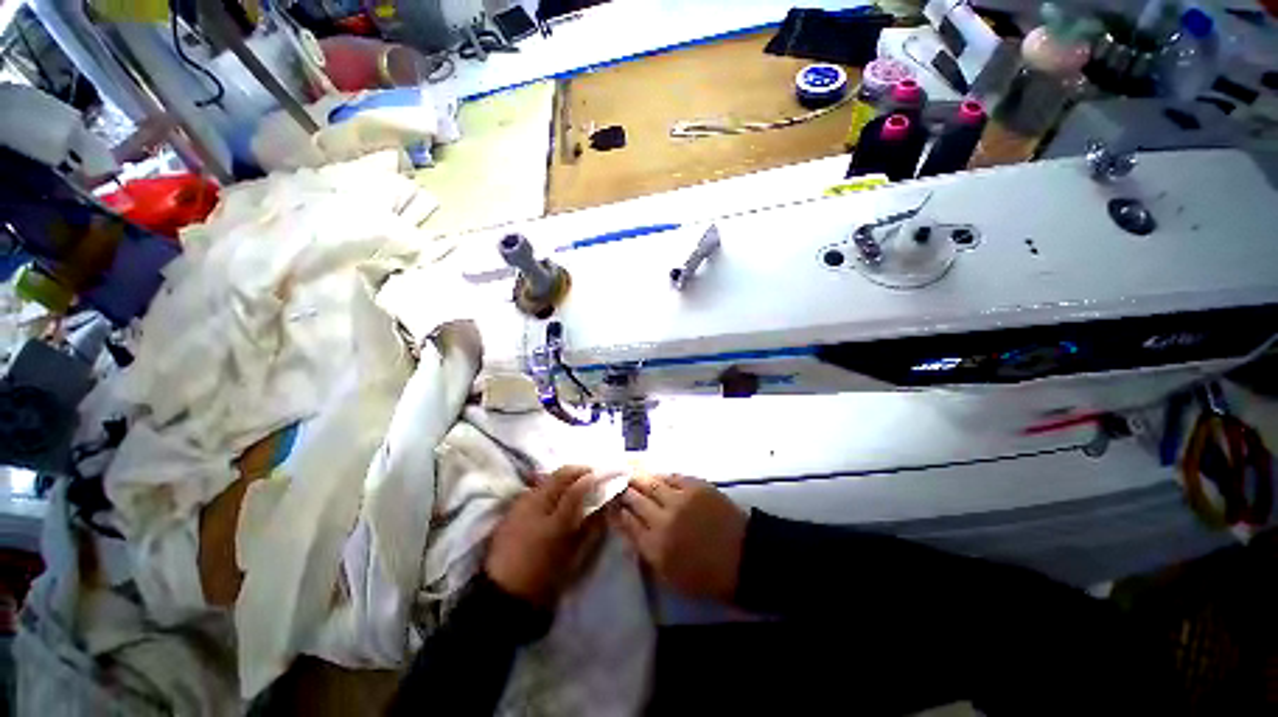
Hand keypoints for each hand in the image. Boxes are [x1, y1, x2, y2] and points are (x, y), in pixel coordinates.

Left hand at [485, 466, 603, 605]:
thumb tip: (606, 506)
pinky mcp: (512, 507)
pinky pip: (536, 487)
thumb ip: (592, 529)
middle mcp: (536, 505)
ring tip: (576, 482)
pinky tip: (557, 494)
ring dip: (565, 476)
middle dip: (580, 470)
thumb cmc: (544, 579)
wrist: (503, 593)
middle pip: (561, 474)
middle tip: (593, 474)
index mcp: (554, 523)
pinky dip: (551, 484)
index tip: (606, 475)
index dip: (593, 478)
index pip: (577, 489)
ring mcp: (521, 504)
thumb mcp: (574, 558)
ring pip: (548, 477)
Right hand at [612, 474, 747, 602]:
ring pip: (651, 483)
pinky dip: (660, 475)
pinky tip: (655, 474)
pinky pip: (671, 476)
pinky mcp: (695, 486)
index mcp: (655, 546)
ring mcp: (680, 499)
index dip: (617, 510)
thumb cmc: (705, 575)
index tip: (611, 503)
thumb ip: (645, 550)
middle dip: (624, 490)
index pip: (627, 522)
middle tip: (617, 483)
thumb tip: (628, 527)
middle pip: (635, 499)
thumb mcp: (669, 575)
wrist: (743, 557)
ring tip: (630, 471)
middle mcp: (663, 519)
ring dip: (638, 477)